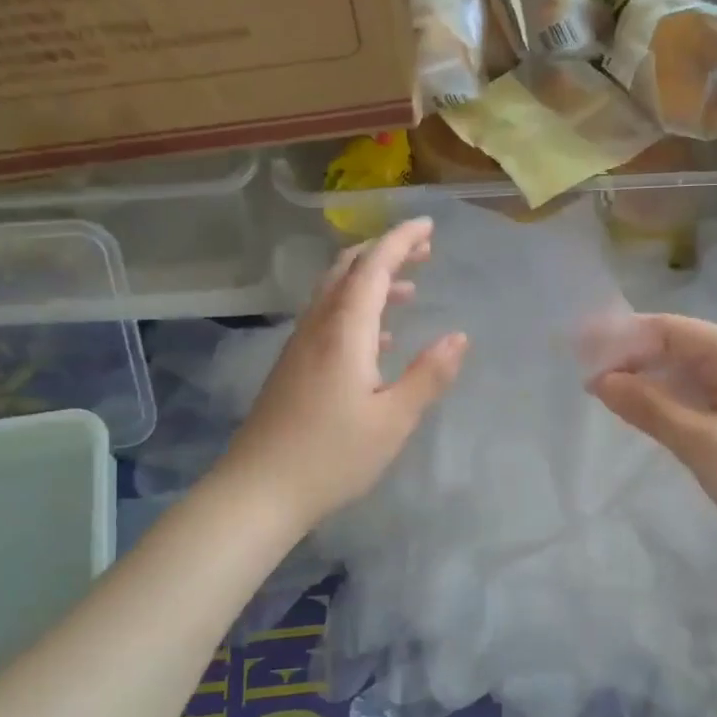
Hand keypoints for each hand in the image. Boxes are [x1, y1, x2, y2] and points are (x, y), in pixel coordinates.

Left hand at [226, 218, 467, 528]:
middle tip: (423, 250)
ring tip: (409, 289)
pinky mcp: (293, 366)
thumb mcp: (393, 420)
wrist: (258, 491)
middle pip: (348, 270)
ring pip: (335, 293)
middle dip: (385, 252)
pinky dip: (357, 309)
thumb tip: (458, 337)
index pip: (373, 267)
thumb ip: (428, 375)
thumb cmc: (332, 457)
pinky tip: (379, 337)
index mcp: (345, 331)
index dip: (400, 240)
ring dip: (371, 280)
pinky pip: (328, 317)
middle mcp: (319, 327)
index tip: (428, 225)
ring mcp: (300, 345)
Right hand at [587, 314, 716, 569]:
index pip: (669, 329)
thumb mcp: (704, 443)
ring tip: (597, 392)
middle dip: (628, 358)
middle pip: (674, 348)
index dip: (621, 335)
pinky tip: (636, 413)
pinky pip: (693, 399)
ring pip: (682, 375)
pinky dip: (663, 403)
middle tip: (580, 375)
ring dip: (643, 381)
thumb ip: (650, 408)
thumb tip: (599, 380)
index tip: (577, 348)